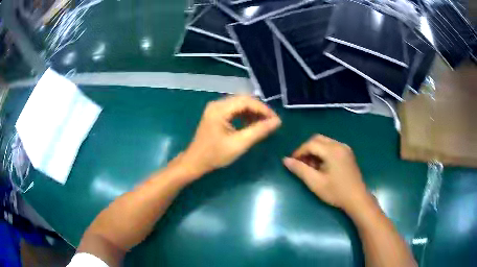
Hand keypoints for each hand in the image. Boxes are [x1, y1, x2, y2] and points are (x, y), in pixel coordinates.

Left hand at [179, 95, 280, 179]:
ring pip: (240, 104)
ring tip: (263, 124)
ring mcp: (216, 109)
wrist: (195, 162)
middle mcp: (217, 104)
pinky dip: (245, 116)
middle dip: (259, 110)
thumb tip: (277, 122)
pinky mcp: (216, 114)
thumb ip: (258, 131)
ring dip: (253, 113)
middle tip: (271, 122)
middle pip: (243, 100)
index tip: (275, 120)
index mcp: (220, 109)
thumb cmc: (215, 155)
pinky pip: (234, 110)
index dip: (263, 109)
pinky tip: (251, 124)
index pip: (246, 101)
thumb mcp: (239, 144)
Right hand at [283, 134, 369, 211]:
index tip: (292, 162)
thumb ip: (300, 169)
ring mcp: (345, 148)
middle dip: (307, 149)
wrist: (357, 198)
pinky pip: (332, 147)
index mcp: (332, 150)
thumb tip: (285, 160)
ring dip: (315, 151)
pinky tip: (322, 166)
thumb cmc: (336, 192)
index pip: (311, 144)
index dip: (299, 151)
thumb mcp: (315, 182)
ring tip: (311, 167)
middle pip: (318, 139)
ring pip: (325, 142)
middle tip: (301, 163)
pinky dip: (323, 152)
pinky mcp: (348, 153)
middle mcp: (339, 145)